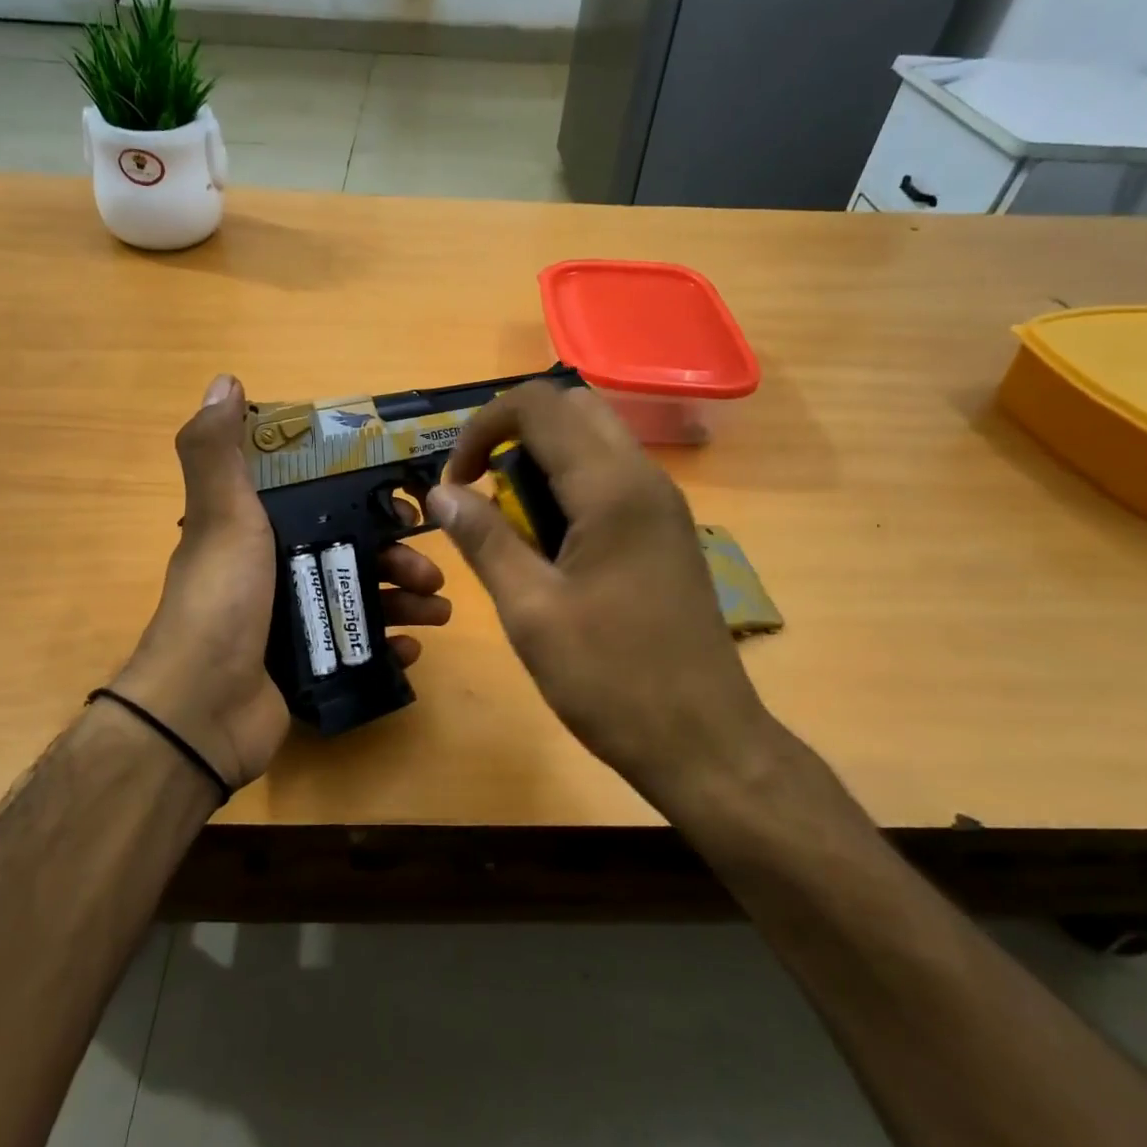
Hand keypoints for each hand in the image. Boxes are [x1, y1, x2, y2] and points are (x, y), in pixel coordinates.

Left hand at [115, 374, 451, 789]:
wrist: (202, 709)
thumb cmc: (222, 599)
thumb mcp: (221, 515)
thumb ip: (218, 451)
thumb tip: (225, 380)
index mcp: (255, 532)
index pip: (322, 503)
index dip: (366, 500)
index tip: (407, 503)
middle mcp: (273, 573)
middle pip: (351, 553)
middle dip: (398, 558)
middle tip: (431, 571)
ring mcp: (290, 624)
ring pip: (360, 599)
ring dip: (404, 599)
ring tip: (438, 609)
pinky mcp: (306, 668)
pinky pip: (358, 649)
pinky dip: (388, 645)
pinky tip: (412, 647)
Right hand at [427, 380, 788, 803]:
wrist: (705, 741)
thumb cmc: (611, 679)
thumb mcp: (531, 611)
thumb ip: (484, 540)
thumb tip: (440, 492)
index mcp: (611, 489)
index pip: (538, 405)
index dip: (483, 427)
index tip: (457, 481)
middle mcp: (644, 479)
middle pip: (572, 408)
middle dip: (515, 434)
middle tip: (484, 491)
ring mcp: (663, 505)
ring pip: (594, 440)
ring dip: (543, 459)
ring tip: (513, 522)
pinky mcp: (667, 531)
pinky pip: (612, 477)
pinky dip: (570, 486)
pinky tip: (553, 545)